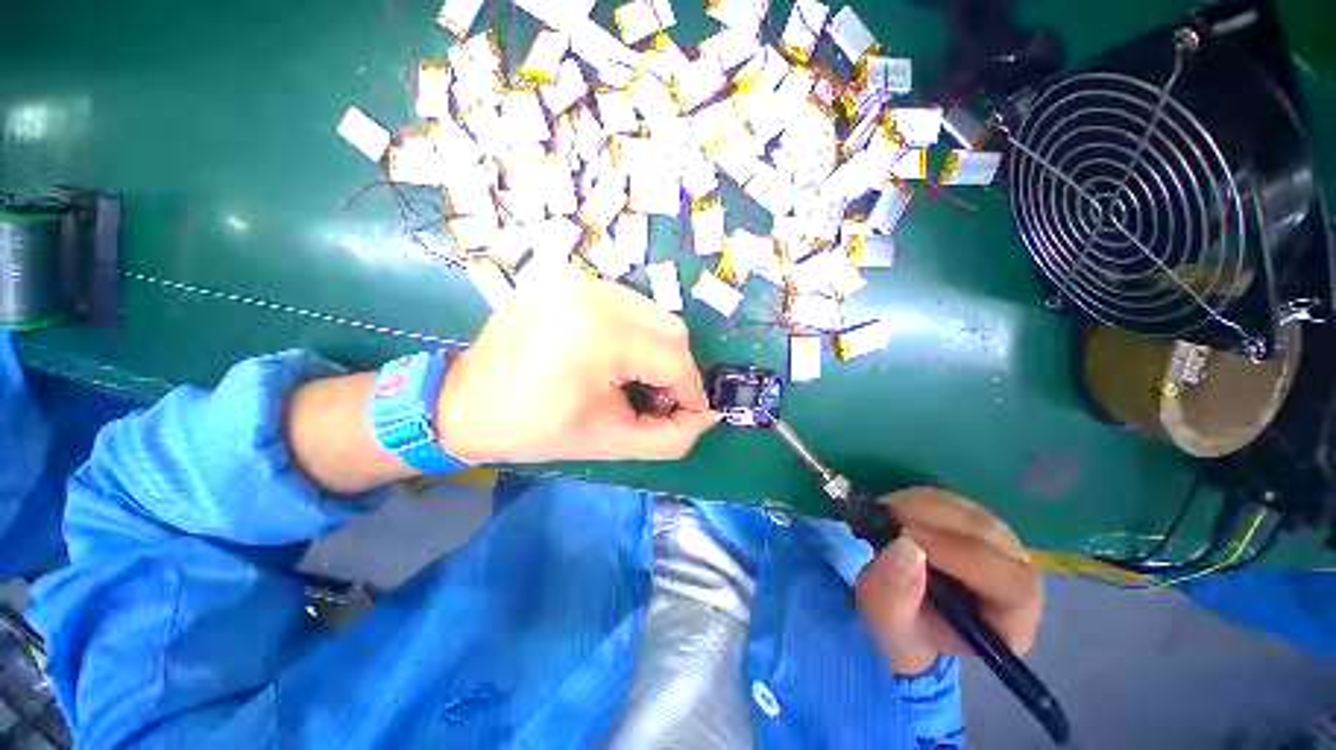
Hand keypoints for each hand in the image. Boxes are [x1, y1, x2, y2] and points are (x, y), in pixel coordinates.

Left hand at [437, 272, 719, 464]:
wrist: (463, 403)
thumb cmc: (534, 429)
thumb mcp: (610, 441)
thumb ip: (671, 437)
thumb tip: (707, 417)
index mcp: (602, 334)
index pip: (675, 359)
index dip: (690, 392)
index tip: (688, 416)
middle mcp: (596, 294)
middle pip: (670, 329)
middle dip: (675, 370)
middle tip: (658, 400)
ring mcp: (580, 282)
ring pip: (652, 315)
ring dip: (657, 350)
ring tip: (634, 380)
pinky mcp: (569, 281)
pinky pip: (625, 305)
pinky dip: (635, 333)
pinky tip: (614, 358)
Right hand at [855, 488, 1042, 675]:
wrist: (902, 610)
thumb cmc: (902, 627)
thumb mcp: (887, 621)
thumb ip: (895, 593)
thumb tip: (906, 546)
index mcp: (1011, 624)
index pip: (1012, 584)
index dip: (963, 556)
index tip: (907, 537)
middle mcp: (1019, 581)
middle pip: (990, 536)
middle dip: (933, 520)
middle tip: (885, 518)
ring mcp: (1001, 547)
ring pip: (970, 512)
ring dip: (921, 506)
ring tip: (885, 516)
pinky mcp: (977, 523)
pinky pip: (953, 500)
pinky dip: (918, 499)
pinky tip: (895, 510)